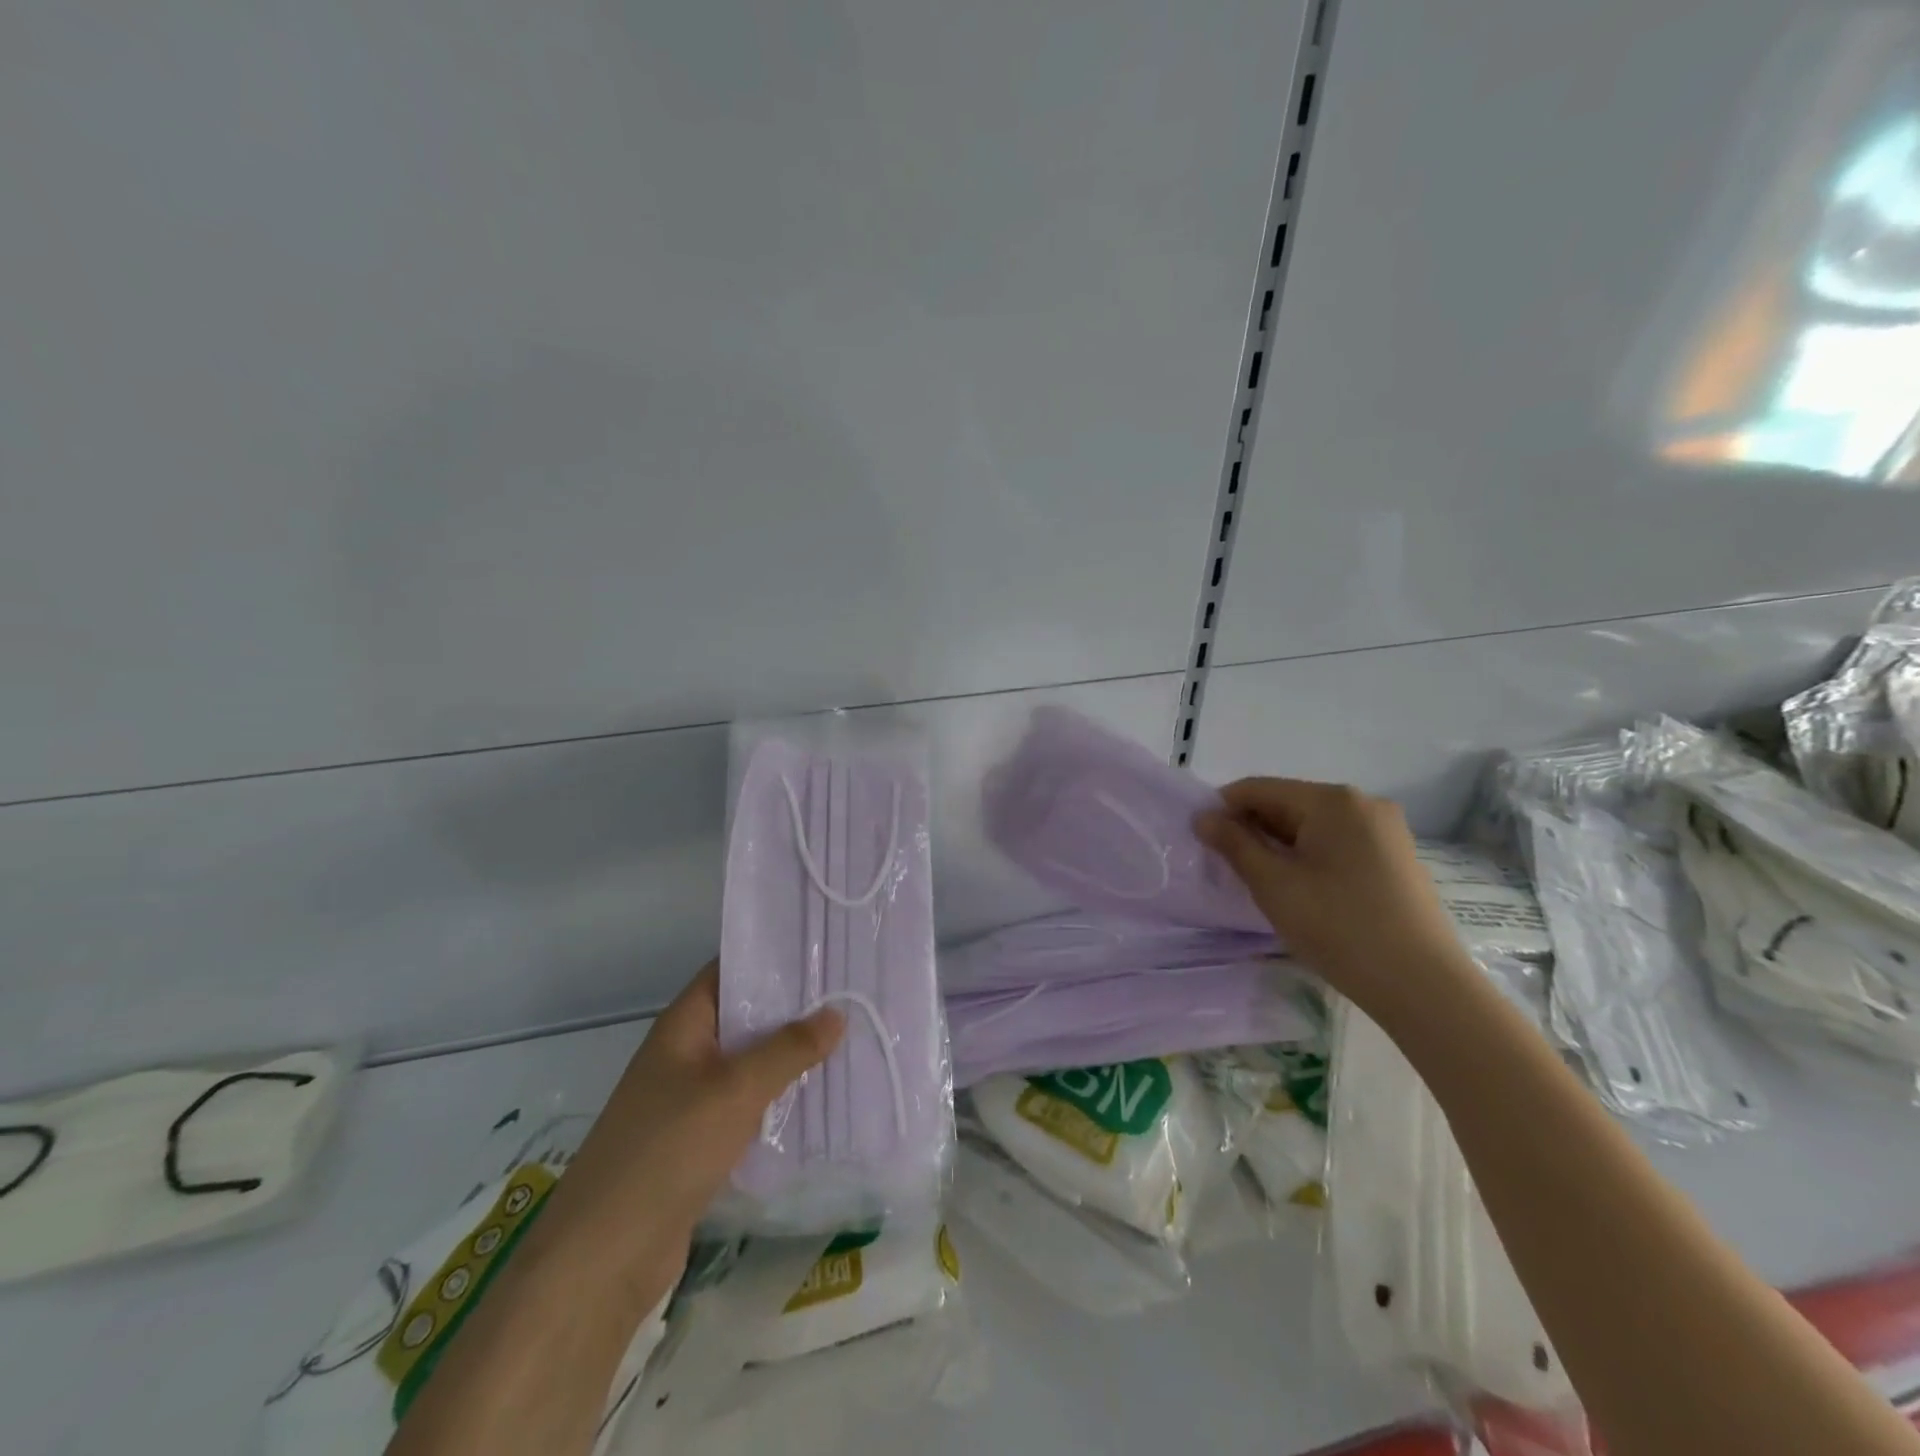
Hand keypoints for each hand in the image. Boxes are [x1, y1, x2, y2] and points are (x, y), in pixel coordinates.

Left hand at [527, 962, 843, 1313]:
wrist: (605, 1257)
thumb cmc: (668, 1149)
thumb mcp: (736, 1089)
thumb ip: (789, 1048)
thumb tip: (837, 1011)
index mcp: (684, 1025)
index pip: (731, 970)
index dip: (774, 956)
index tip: (825, 948)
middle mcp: (686, 1054)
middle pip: (745, 1016)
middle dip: (794, 1008)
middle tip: (853, 994)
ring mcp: (691, 1100)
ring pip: (751, 1063)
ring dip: (792, 1056)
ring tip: (851, 1040)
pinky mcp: (700, 1142)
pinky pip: (748, 1105)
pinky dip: (780, 1099)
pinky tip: (822, 1099)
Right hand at [1197, 778, 1474, 1018]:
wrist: (1423, 985)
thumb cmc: (1338, 926)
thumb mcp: (1273, 884)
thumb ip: (1233, 844)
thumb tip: (1203, 817)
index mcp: (1332, 800)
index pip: (1259, 788)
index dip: (1223, 809)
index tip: (1200, 839)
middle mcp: (1362, 803)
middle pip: (1288, 803)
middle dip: (1253, 828)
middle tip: (1227, 865)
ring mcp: (1386, 830)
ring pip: (1313, 825)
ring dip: (1280, 844)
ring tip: (1261, 880)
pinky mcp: (1396, 858)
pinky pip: (1338, 843)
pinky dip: (1310, 856)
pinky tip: (1302, 888)